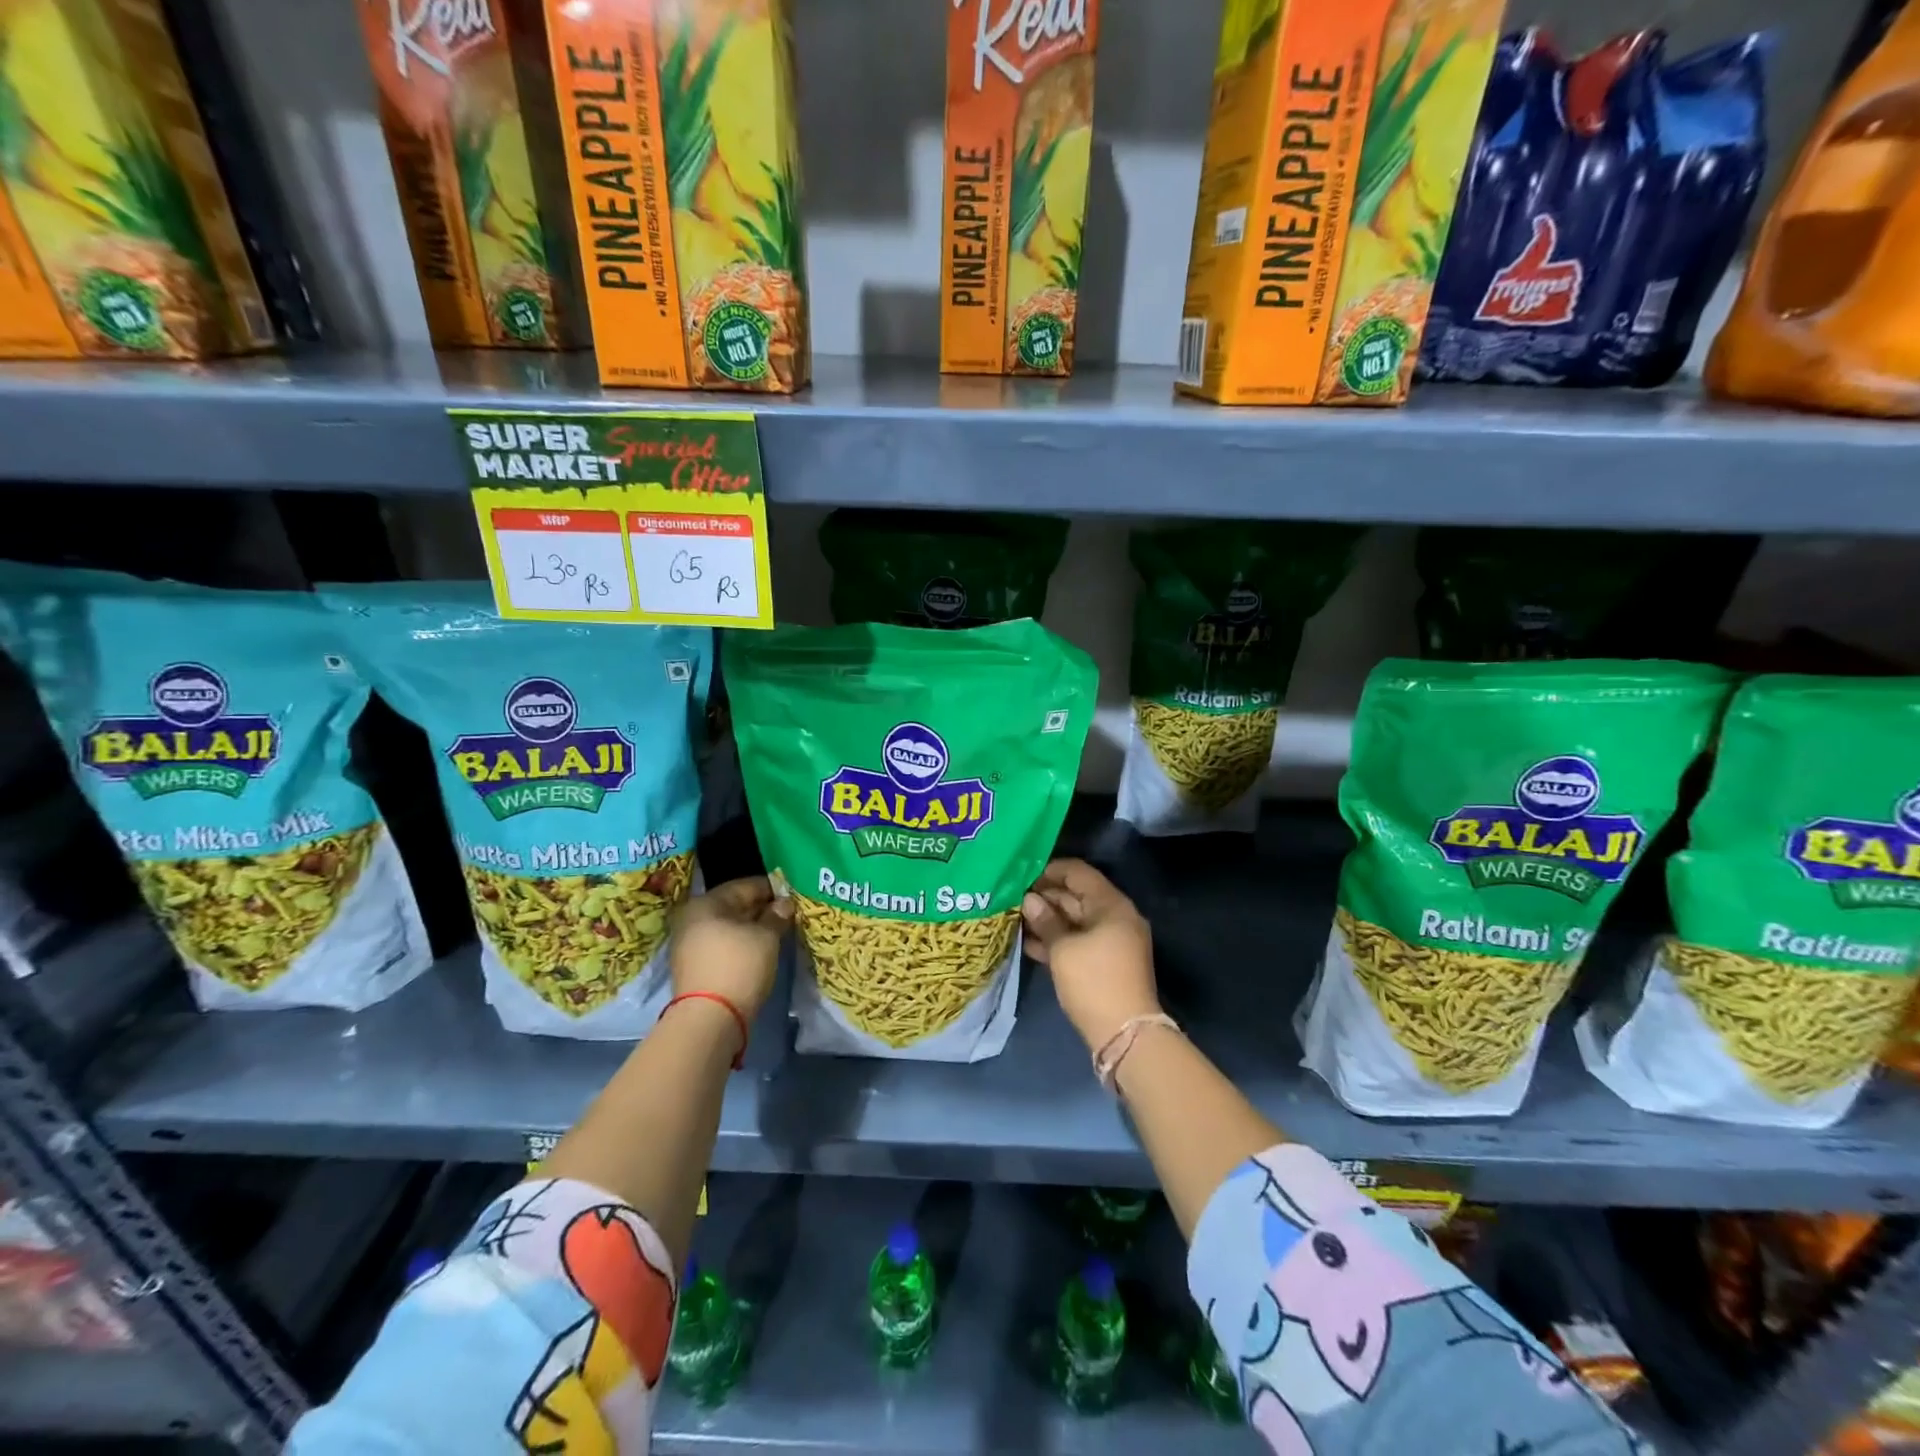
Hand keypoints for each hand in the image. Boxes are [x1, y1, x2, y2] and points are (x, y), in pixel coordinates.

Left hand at [670, 876, 792, 1021]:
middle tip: (787, 914)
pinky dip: (741, 944)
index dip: (771, 888)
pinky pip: (722, 945)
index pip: (744, 886)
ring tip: (777, 933)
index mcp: (705, 903)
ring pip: (728, 927)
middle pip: (733, 906)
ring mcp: (689, 944)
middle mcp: (692, 919)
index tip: (792, 895)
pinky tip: (760, 950)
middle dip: (761, 909)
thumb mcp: (766, 936)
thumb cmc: (739, 966)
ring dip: (752, 928)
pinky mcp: (693, 967)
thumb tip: (784, 903)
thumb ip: (776, 915)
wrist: (709, 1020)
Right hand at [1021, 858, 1158, 1053]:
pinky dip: (1056, 939)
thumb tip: (1029, 900)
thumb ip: (1046, 921)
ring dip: (1047, 918)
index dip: (1049, 870)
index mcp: (1111, 905)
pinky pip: (1078, 940)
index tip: (1021, 874)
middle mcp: (1115, 917)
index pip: (1078, 873)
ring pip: (1074, 919)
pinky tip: (1028, 941)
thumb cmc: (1093, 982)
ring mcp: (1111, 940)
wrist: (1124, 1034)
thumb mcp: (1063, 950)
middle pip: (1076, 895)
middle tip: (1011, 897)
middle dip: (1045, 895)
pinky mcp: (1104, 962)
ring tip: (1014, 917)